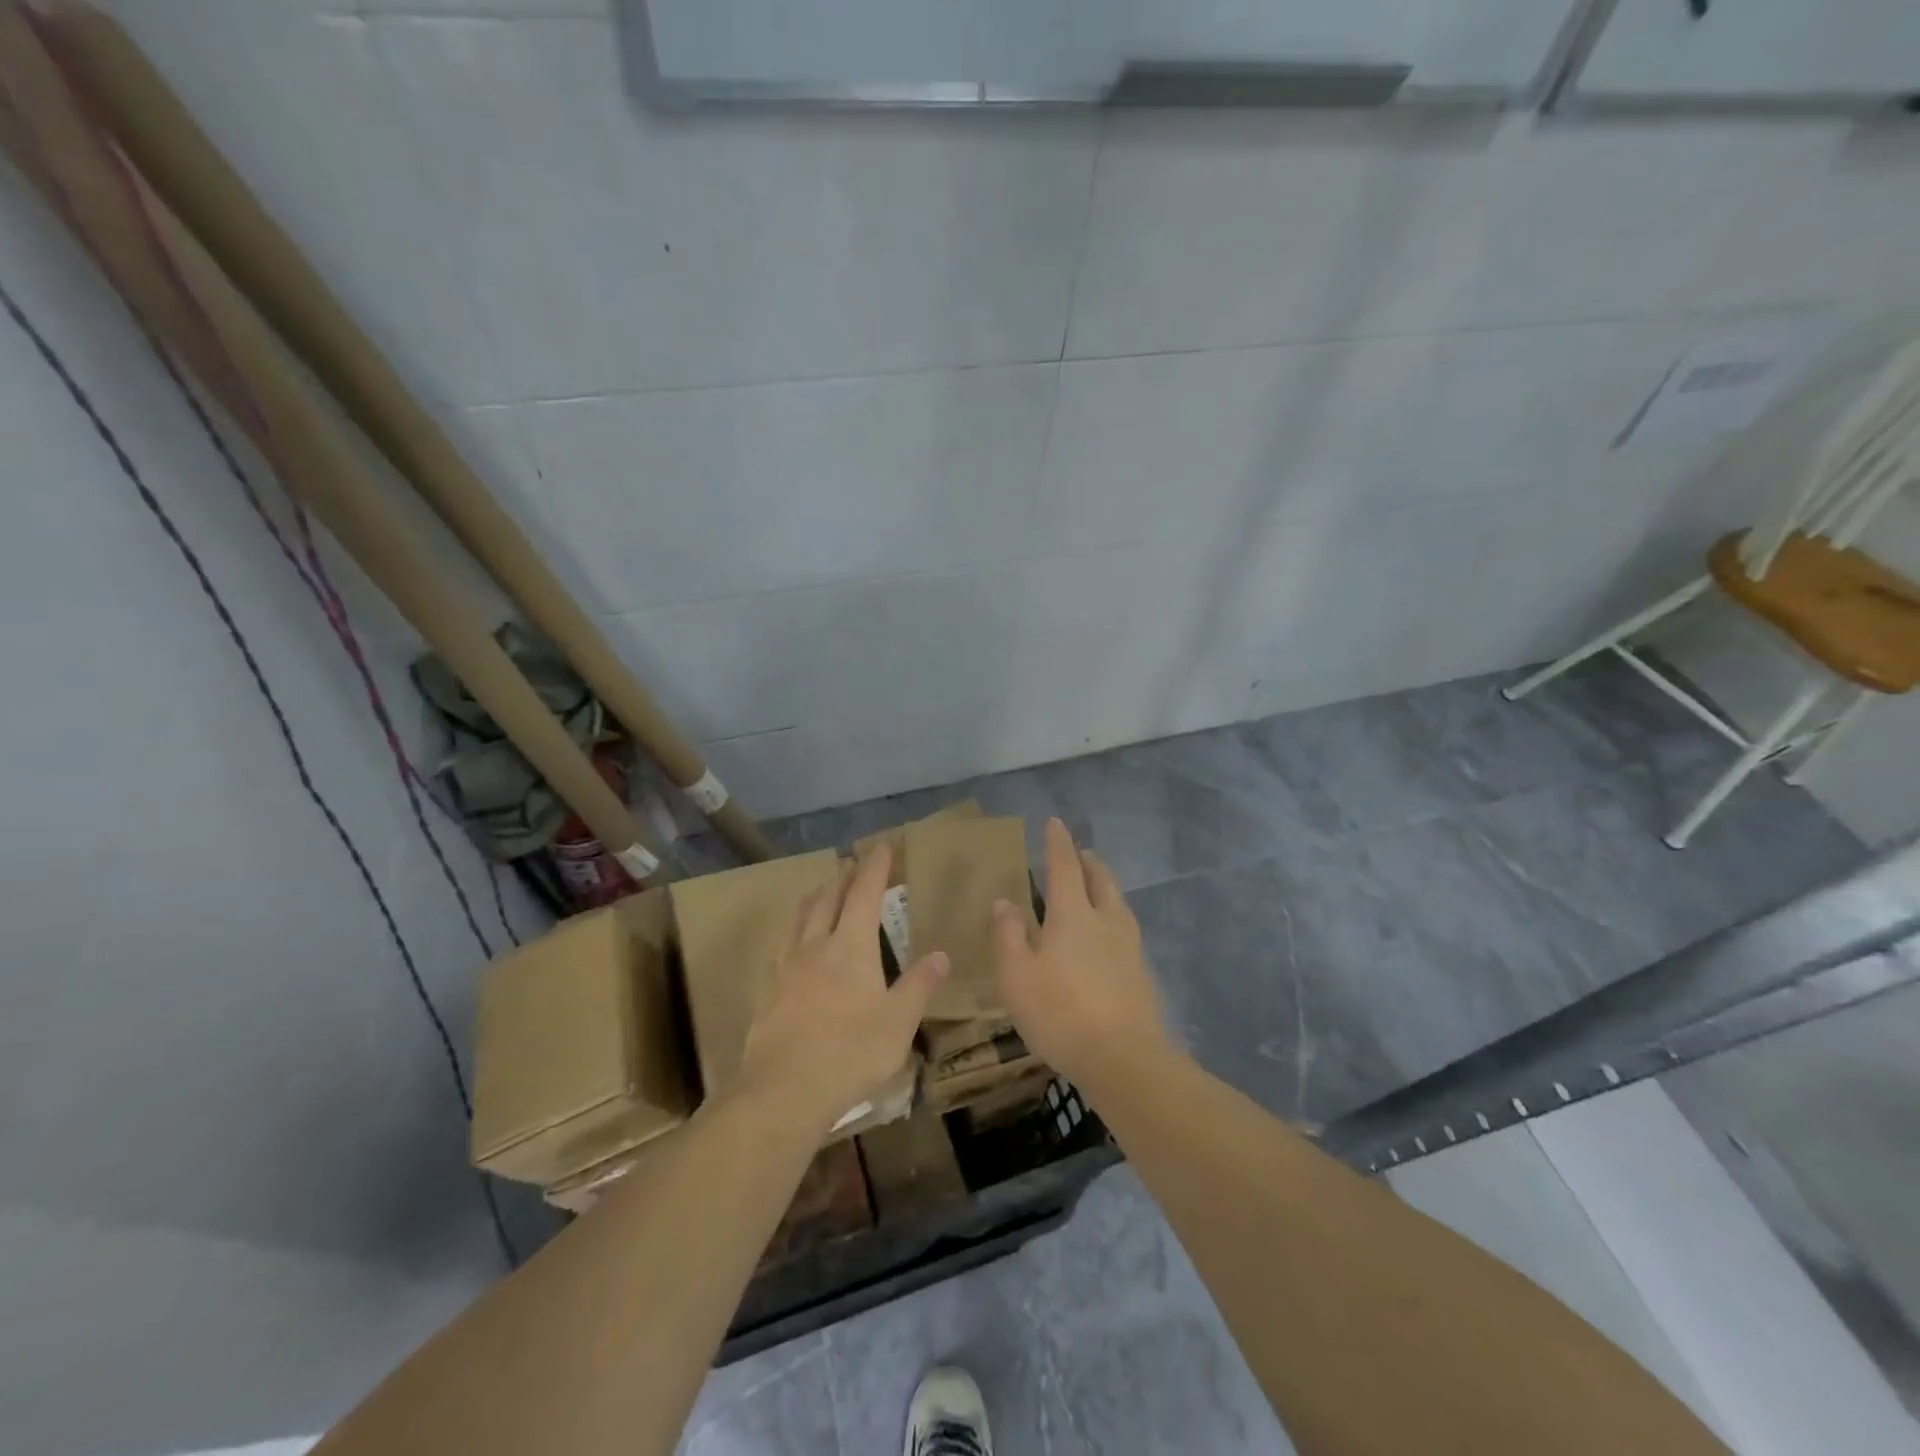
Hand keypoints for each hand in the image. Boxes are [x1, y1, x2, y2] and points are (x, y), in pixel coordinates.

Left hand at [734, 844, 947, 1133]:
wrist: (784, 1088)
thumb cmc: (851, 1051)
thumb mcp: (899, 1021)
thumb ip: (919, 985)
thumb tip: (941, 954)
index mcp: (851, 946)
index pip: (865, 894)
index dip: (875, 868)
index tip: (882, 846)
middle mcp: (816, 945)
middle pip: (828, 899)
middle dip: (843, 877)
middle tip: (852, 864)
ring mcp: (786, 966)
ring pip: (800, 918)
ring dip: (815, 898)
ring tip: (822, 891)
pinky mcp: (768, 990)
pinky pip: (783, 944)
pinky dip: (795, 930)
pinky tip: (794, 943)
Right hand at [991, 818, 1169, 1088]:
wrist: (1124, 1059)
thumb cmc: (1060, 1013)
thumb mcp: (1017, 976)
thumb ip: (1008, 936)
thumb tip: (1005, 901)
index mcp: (1073, 915)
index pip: (1064, 867)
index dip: (1058, 843)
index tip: (1055, 823)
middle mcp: (1105, 921)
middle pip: (1100, 879)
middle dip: (1089, 862)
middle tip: (1081, 854)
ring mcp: (1130, 946)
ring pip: (1119, 903)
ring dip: (1106, 887)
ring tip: (1096, 888)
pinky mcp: (1142, 973)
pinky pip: (1126, 930)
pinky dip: (1114, 917)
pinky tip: (1108, 937)